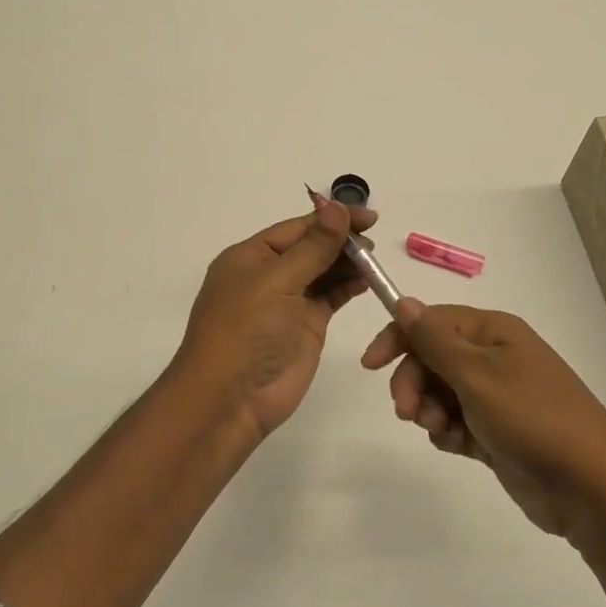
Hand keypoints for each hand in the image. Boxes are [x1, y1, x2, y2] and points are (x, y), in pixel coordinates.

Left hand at [173, 196, 378, 438]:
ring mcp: (288, 302)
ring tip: (374, 258)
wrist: (230, 400)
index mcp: (250, 257)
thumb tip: (337, 206)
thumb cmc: (245, 332)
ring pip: (323, 271)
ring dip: (347, 262)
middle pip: (311, 247)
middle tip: (375, 238)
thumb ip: (313, 247)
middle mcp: (268, 275)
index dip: (331, 219)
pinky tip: (368, 278)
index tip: (368, 216)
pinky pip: (330, 297)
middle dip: (341, 240)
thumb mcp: (277, 282)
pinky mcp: (305, 327)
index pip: (296, 228)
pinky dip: (348, 286)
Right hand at [362, 299, 605, 540]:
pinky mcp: (498, 432)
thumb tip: (402, 301)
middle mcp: (494, 357)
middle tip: (408, 412)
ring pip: (441, 391)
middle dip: (413, 381)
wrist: (591, 488)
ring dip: (429, 409)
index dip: (398, 337)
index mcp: (493, 332)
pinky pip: (456, 421)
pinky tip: (455, 446)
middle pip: (432, 357)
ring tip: (441, 431)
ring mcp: (498, 396)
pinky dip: (448, 431)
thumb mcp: (476, 374)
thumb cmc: (531, 418)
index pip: (431, 321)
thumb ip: (433, 339)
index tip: (370, 365)